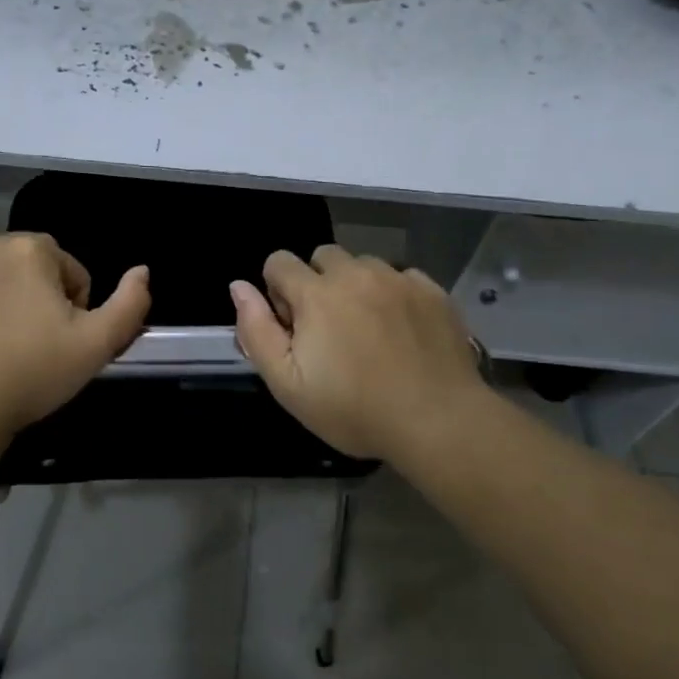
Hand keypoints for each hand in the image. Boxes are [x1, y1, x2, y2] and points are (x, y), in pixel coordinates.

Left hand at [0, 233, 150, 437]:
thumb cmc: (33, 372)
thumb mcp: (98, 344)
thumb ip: (130, 303)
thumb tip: (143, 270)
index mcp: (32, 250)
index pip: (70, 270)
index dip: (75, 306)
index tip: (63, 340)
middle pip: (28, 268)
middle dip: (37, 297)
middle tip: (34, 344)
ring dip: (0, 299)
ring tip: (0, 346)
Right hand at [231, 246, 493, 465]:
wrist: (439, 421)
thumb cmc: (354, 410)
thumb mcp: (288, 385)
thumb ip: (257, 331)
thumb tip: (239, 287)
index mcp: (316, 293)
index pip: (279, 262)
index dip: (277, 291)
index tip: (293, 326)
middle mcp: (356, 273)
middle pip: (323, 257)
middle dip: (317, 283)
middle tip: (329, 329)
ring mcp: (398, 279)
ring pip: (364, 265)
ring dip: (356, 286)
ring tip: (369, 330)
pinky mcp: (433, 291)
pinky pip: (402, 277)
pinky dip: (394, 295)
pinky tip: (402, 331)